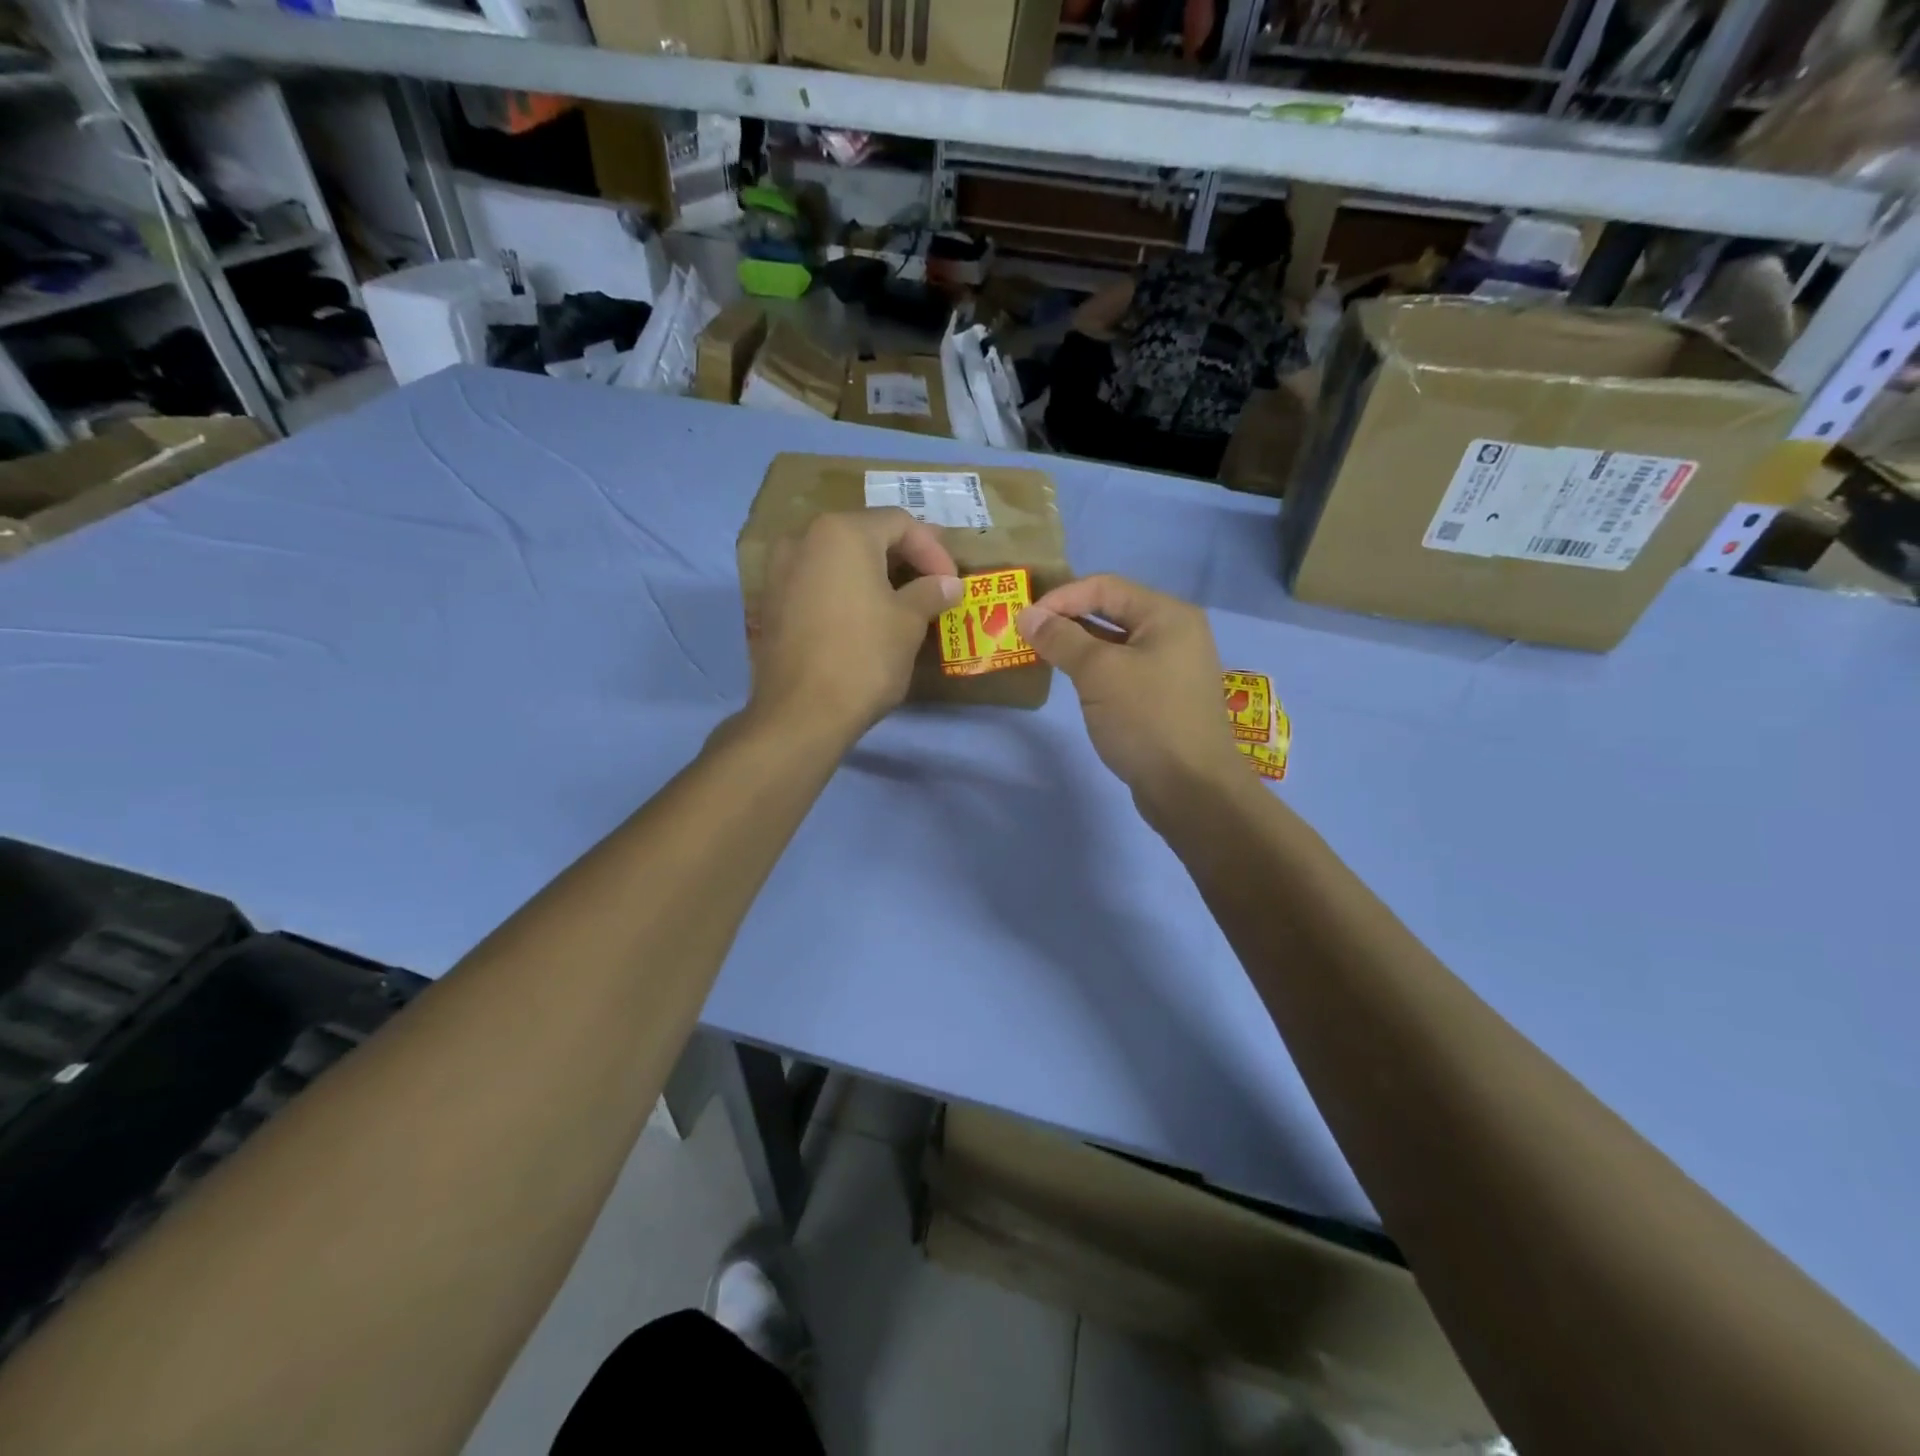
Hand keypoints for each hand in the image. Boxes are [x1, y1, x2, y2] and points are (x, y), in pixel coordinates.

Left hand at [751, 508, 960, 744]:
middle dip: (903, 558)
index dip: (934, 550)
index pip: (900, 523)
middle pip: (865, 535)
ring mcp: (780, 570)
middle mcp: (804, 538)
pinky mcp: (771, 602)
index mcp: (842, 532)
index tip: (952, 583)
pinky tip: (863, 617)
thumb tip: (948, 584)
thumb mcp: (908, 622)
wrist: (801, 714)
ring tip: (901, 601)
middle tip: (932, 585)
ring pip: (838, 559)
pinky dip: (844, 591)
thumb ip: (930, 592)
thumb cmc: (863, 658)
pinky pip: (817, 583)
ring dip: (873, 574)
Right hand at [1017, 575, 1247, 812]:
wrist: (1191, 788)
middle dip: (1067, 620)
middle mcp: (1175, 633)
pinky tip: (1072, 682)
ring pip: (1115, 644)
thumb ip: (1061, 639)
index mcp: (1167, 614)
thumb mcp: (1098, 673)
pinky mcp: (1164, 697)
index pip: (1105, 586)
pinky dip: (1095, 670)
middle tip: (1028, 635)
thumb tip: (1027, 616)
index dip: (1061, 597)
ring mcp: (1172, 667)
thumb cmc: (1146, 718)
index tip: (1024, 619)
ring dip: (1078, 646)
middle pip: (1112, 611)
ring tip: (1042, 655)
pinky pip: (1123, 670)